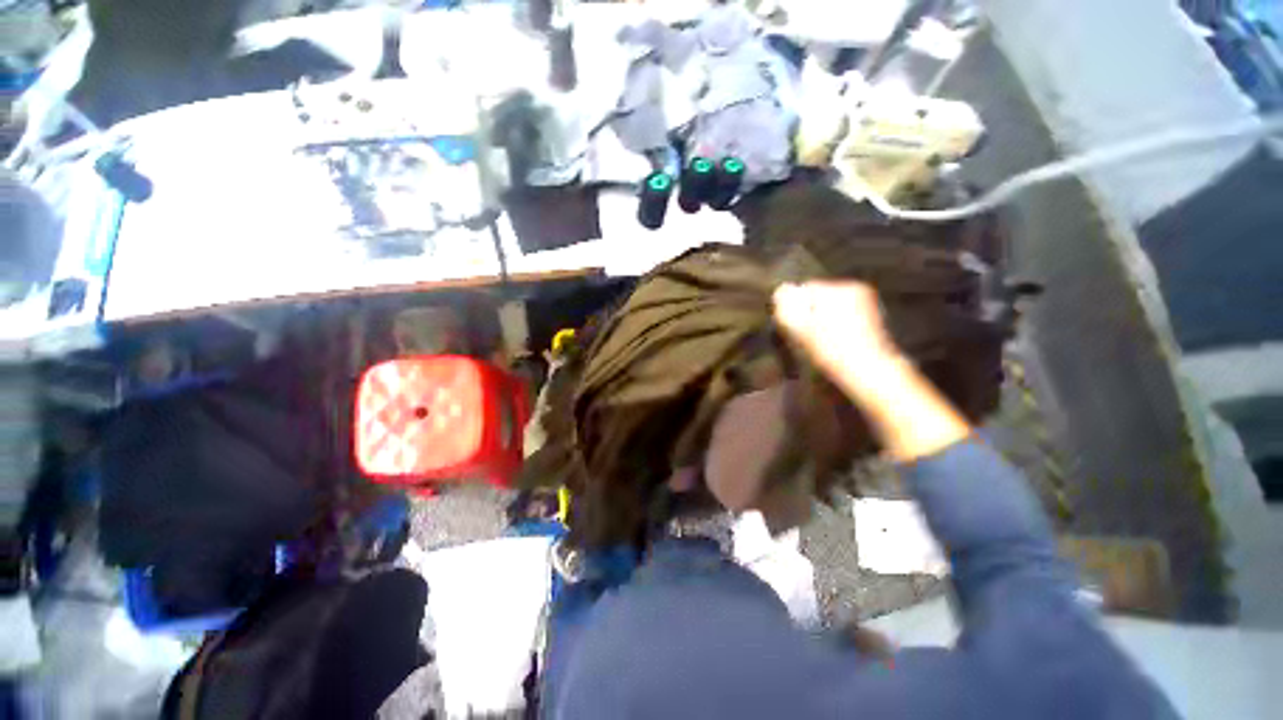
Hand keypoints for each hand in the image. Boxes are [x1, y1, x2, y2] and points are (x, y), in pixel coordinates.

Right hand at [773, 281, 969, 461]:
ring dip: (822, 319)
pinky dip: (836, 325)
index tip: (794, 327)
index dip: (795, 308)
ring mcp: (866, 302)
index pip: (805, 288)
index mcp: (837, 288)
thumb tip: (782, 290)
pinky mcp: (872, 317)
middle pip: (819, 296)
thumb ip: (787, 306)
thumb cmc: (832, 351)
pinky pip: (843, 314)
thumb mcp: (800, 328)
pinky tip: (835, 342)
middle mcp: (854, 288)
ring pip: (831, 306)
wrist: (870, 373)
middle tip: (805, 336)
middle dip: (809, 312)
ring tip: (821, 341)